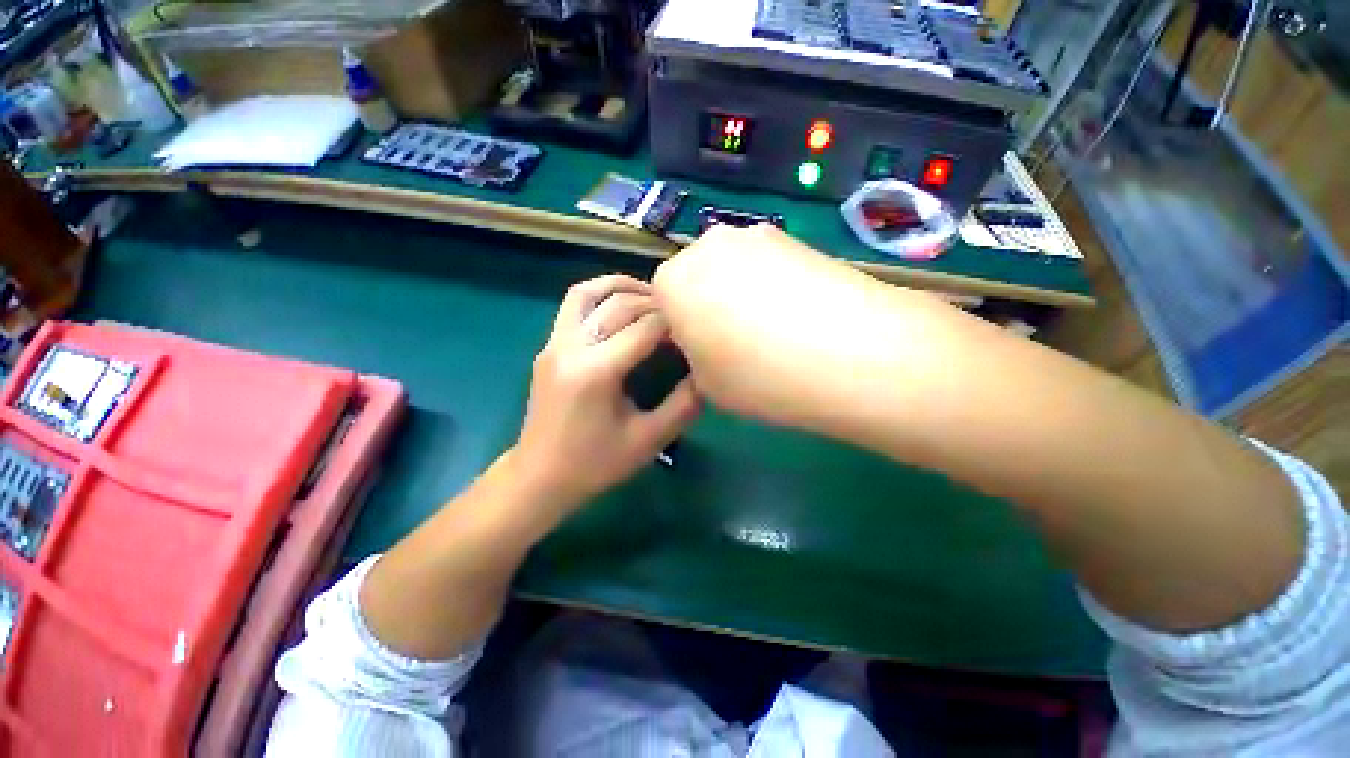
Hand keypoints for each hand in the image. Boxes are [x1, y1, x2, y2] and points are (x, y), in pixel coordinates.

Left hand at [511, 274, 700, 522]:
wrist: (540, 477)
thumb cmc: (595, 464)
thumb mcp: (648, 440)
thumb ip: (683, 405)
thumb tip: (707, 374)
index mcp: (596, 372)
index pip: (645, 328)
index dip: (675, 323)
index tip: (696, 328)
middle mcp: (571, 347)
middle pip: (620, 305)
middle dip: (656, 304)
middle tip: (682, 313)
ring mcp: (555, 343)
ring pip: (589, 293)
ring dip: (624, 287)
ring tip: (652, 295)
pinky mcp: (549, 346)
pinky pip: (574, 305)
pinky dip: (600, 294)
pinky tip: (620, 304)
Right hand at [653, 224, 907, 432]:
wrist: (851, 352)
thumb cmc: (759, 376)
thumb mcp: (706, 384)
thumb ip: (694, 356)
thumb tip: (706, 340)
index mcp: (673, 281)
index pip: (663, 300)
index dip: (682, 328)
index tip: (704, 351)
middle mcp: (708, 246)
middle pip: (698, 276)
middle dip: (708, 304)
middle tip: (737, 340)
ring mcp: (756, 235)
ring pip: (733, 267)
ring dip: (742, 292)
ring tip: (775, 328)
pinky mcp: (796, 237)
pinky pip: (768, 263)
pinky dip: (774, 284)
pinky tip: (799, 313)